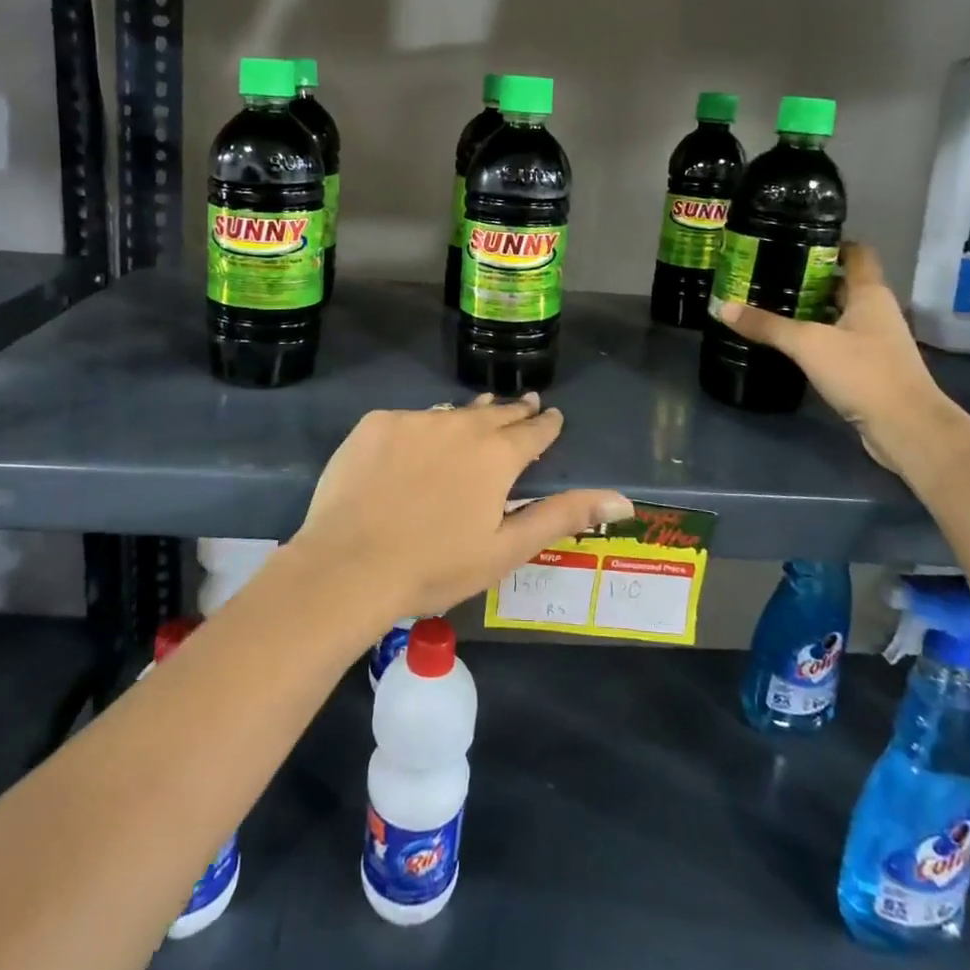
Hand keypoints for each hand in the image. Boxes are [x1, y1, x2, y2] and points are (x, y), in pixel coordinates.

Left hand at [290, 394, 631, 622]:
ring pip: (452, 412)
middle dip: (514, 410)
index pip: (532, 431)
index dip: (546, 424)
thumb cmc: (435, 566)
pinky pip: (410, 420)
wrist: (349, 565)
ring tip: (480, 412)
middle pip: (495, 413)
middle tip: (526, 403)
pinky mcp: (376, 424)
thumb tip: (621, 499)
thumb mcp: (506, 549)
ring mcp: (414, 421)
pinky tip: (419, 440)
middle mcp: (460, 425)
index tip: (553, 415)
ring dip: (470, 414)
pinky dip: (422, 427)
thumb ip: (562, 516)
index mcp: (496, 456)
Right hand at [714, 242, 957, 469]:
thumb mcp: (808, 344)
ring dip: (811, 309)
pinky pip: (838, 341)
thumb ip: (767, 325)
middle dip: (809, 277)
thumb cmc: (863, 372)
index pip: (857, 254)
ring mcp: (875, 341)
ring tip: (771, 303)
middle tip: (769, 272)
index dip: (831, 243)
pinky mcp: (869, 367)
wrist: (906, 427)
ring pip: (839, 313)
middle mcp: (876, 312)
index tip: (795, 240)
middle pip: (843, 284)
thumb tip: (724, 307)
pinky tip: (789, 343)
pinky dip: (816, 336)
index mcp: (870, 294)